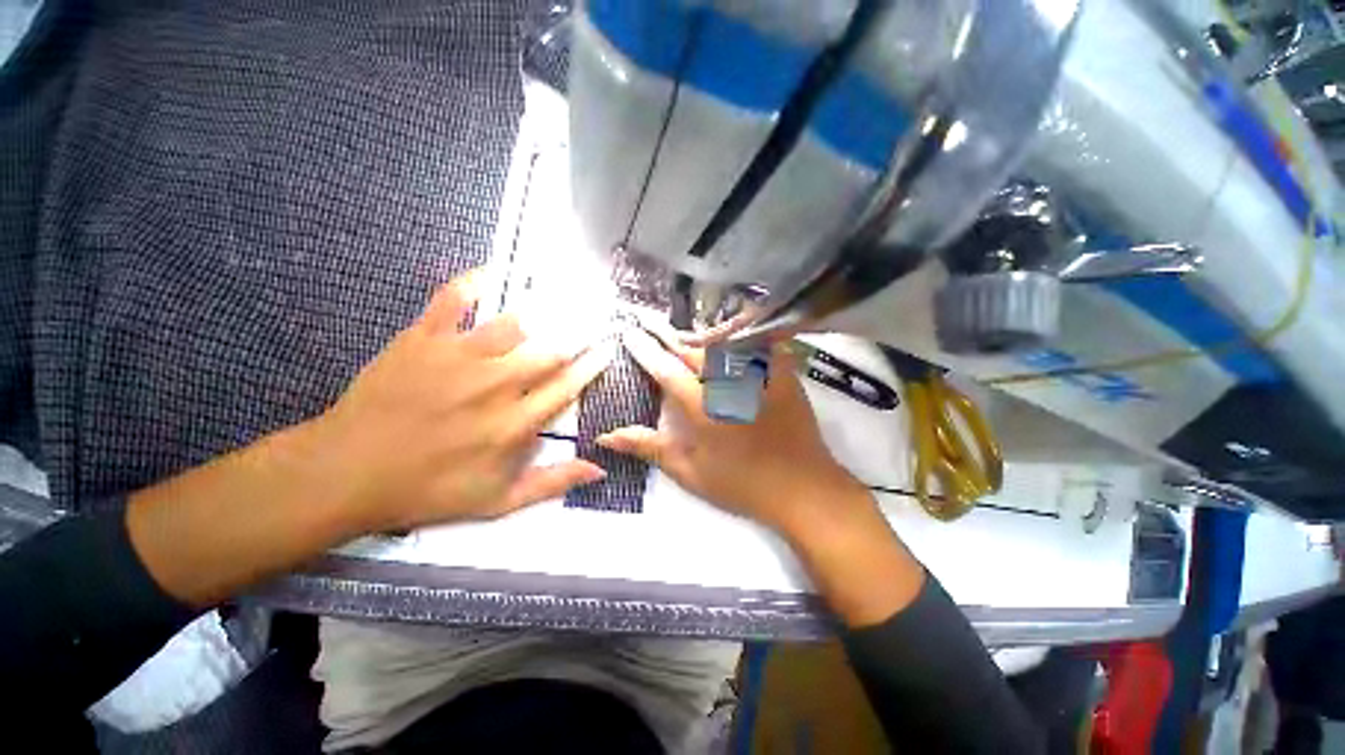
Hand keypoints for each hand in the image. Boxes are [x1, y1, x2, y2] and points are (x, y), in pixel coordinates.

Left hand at [301, 272, 611, 532]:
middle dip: (576, 337)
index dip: (592, 365)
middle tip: (590, 323)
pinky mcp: (423, 339)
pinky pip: (454, 300)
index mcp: (514, 424)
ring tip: (552, 306)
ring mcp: (458, 358)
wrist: (346, 472)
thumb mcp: (498, 502)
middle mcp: (494, 385)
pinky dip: (474, 282)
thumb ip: (552, 483)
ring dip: (537, 318)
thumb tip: (600, 469)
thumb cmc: (428, 490)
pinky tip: (492, 272)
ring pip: (513, 324)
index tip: (607, 348)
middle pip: (549, 351)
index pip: (567, 386)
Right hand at [596, 326, 866, 540]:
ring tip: (679, 325)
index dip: (644, 350)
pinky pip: (760, 343)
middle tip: (647, 319)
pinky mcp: (781, 374)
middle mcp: (727, 382)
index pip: (664, 370)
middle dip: (666, 333)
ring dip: (696, 332)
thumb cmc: (740, 484)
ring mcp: (756, 375)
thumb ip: (648, 447)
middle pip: (691, 349)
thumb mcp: (689, 471)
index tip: (628, 334)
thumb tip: (606, 436)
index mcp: (701, 406)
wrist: (801, 487)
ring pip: (721, 343)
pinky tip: (733, 322)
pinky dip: (743, 332)